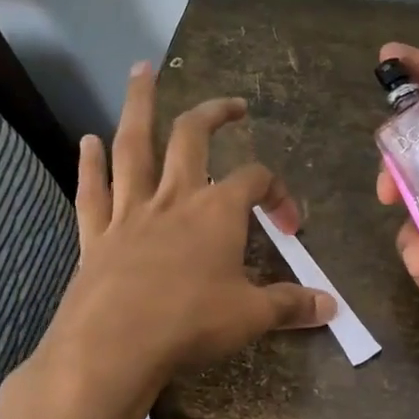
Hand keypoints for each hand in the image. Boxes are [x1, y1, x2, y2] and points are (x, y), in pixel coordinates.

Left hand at [24, 64, 335, 418]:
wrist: (113, 347)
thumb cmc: (190, 323)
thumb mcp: (251, 317)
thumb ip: (290, 305)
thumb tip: (332, 307)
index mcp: (217, 211)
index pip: (255, 180)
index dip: (278, 193)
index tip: (290, 225)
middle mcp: (174, 198)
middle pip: (193, 137)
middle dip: (214, 113)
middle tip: (231, 103)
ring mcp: (130, 211)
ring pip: (134, 146)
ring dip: (138, 106)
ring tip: (139, 70)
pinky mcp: (96, 234)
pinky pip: (92, 190)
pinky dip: (90, 164)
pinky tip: (87, 140)